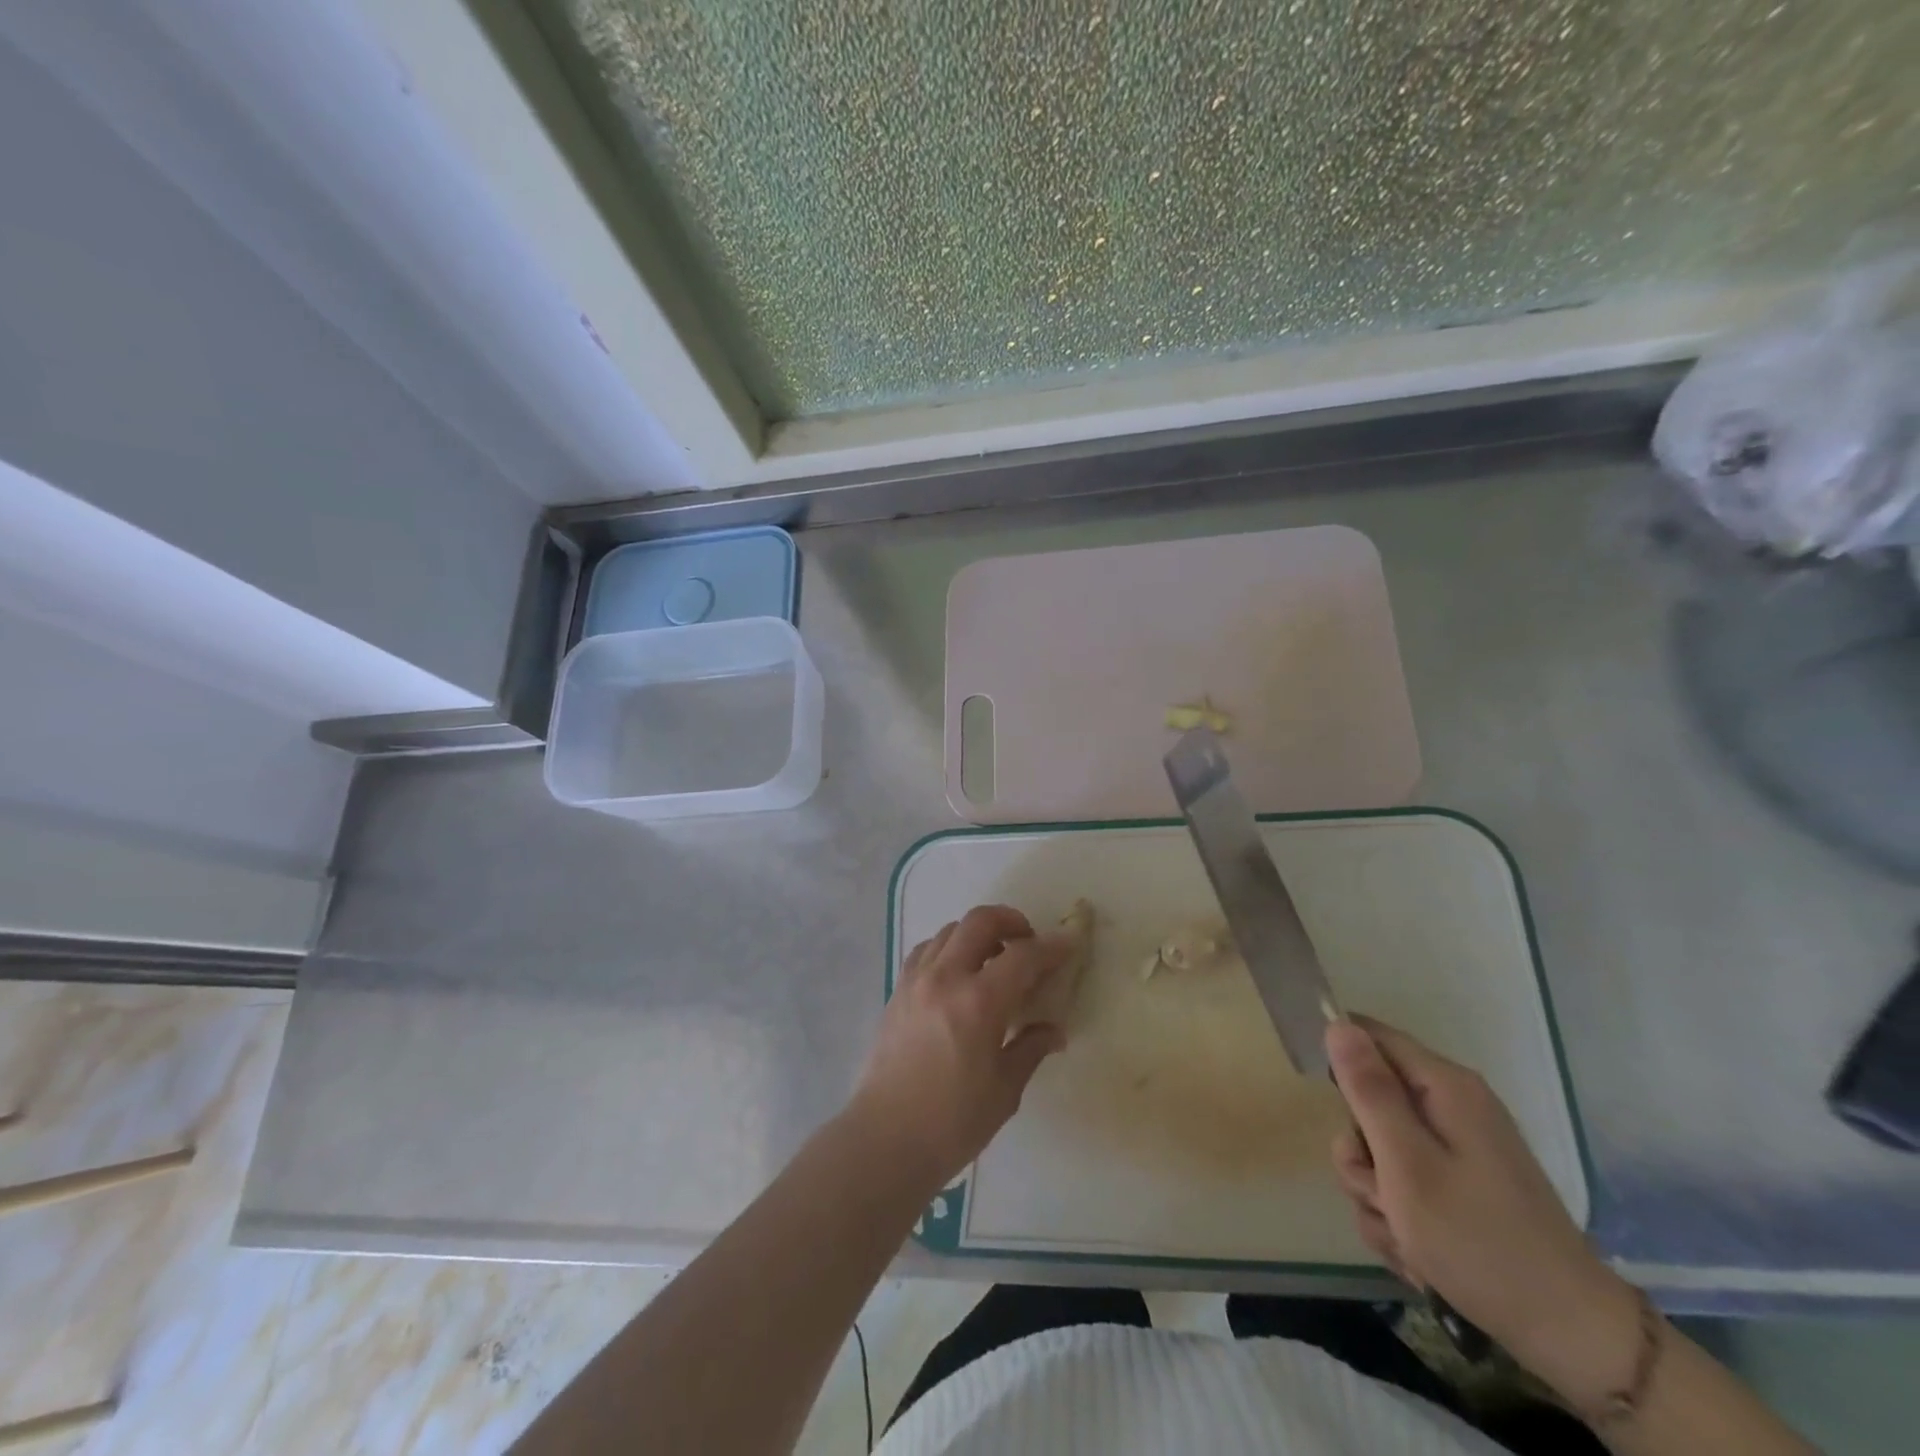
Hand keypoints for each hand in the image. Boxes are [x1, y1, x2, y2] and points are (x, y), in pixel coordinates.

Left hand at [846, 905, 1070, 1198]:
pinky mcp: (897, 991)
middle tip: (1028, 943)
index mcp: (978, 1002)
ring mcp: (916, 981)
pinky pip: (926, 950)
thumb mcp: (1004, 1090)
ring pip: (950, 931)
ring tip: (993, 959)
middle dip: (1011, 921)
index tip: (1069, 945)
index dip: (1052, 947)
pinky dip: (948, 948)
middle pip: (980, 922)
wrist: (884, 1141)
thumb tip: (1054, 1030)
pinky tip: (957, 974)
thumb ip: (1031, 1049)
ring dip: (978, 934)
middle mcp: (945, 978)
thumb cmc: (952, 1123)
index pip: (1023, 956)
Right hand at [1326, 1016, 1641, 1408]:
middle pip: (1368, 1101)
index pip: (1368, 1036)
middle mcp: (1451, 1106)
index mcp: (1444, 1087)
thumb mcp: (1406, 1163)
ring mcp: (1457, 1147)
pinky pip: (1401, 1182)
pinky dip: (1398, 1216)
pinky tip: (1417, 1251)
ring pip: (1378, 1149)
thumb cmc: (1477, 1240)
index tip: (1334, 1111)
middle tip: (1381, 1194)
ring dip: (1375, 1193)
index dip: (1339, 1062)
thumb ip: (1368, 1090)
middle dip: (1360, 1152)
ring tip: (1404, 1234)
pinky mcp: (1459, 1184)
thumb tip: (1337, 1025)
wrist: (1566, 1333)